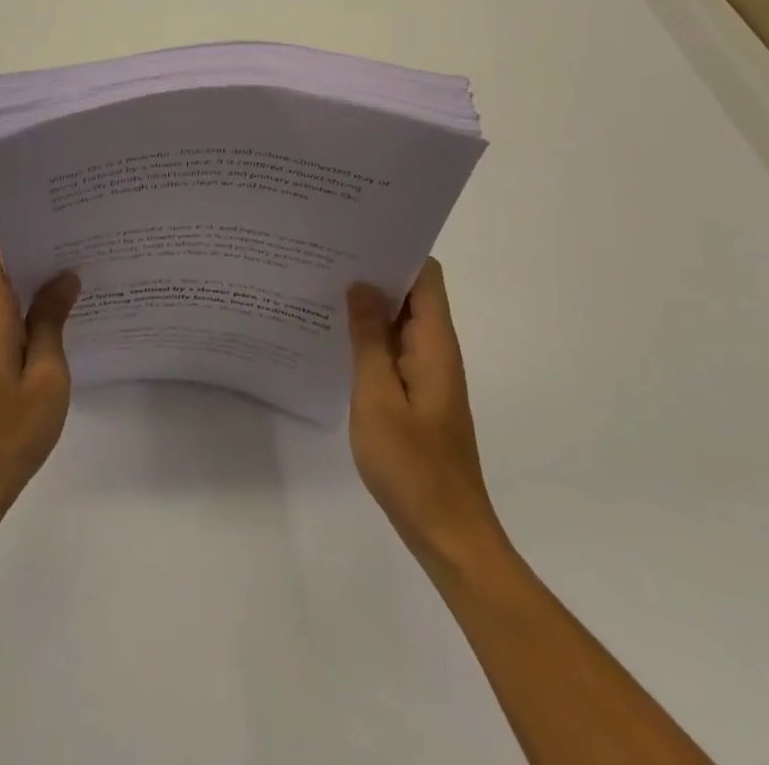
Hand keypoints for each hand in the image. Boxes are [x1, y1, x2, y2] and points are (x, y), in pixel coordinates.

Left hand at [0, 225, 80, 522]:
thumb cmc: (9, 430)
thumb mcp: (47, 375)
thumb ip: (53, 319)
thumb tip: (64, 275)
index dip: (11, 225)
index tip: (52, 225)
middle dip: (35, 247)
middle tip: (81, 245)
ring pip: (3, 286)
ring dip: (36, 279)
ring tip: (81, 276)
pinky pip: (5, 313)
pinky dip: (31, 306)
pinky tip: (64, 318)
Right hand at [346, 259, 503, 559]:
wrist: (447, 533)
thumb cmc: (412, 465)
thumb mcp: (377, 397)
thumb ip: (368, 338)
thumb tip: (360, 285)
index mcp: (434, 343)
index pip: (425, 275)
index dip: (396, 249)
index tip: (355, 236)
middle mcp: (436, 349)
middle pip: (412, 292)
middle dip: (374, 271)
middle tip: (325, 256)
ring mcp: (428, 373)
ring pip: (400, 320)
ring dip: (369, 304)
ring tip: (322, 287)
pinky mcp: (418, 393)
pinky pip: (394, 348)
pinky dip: (370, 335)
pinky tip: (336, 336)